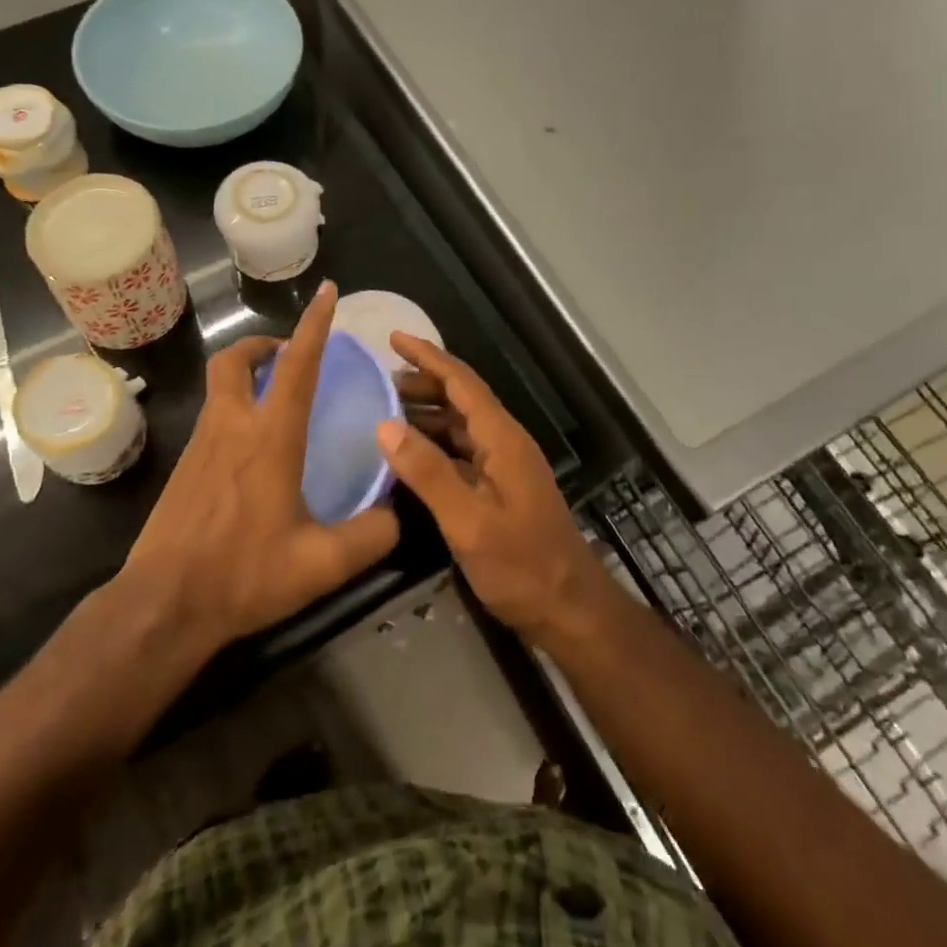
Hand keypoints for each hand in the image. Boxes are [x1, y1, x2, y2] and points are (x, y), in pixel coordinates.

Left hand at [119, 282, 399, 656]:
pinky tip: (253, 449)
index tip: (327, 291)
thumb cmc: (244, 574)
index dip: (314, 325)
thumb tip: (396, 514)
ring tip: (276, 396)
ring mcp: (201, 446)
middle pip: (235, 360)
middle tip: (287, 354)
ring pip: (219, 386)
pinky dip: (234, 408)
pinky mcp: (184, 468)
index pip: (296, 366)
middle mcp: (231, 428)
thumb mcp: (322, 564)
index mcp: (269, 438)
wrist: (164, 603)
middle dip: (262, 344)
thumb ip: (371, 536)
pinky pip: (212, 417)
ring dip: (246, 374)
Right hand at [378, 335, 607, 645]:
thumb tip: (384, 426)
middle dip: (422, 383)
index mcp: (502, 439)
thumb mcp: (469, 522)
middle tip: (378, 380)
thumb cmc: (521, 566)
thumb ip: (428, 473)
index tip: (393, 337)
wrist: (568, 609)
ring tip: (385, 411)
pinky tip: (409, 455)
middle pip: (461, 399)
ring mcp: (504, 467)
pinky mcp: (499, 489)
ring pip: (460, 426)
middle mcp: (505, 443)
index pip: (462, 383)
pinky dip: (434, 444)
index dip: (428, 357)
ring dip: (426, 414)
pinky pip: (461, 452)